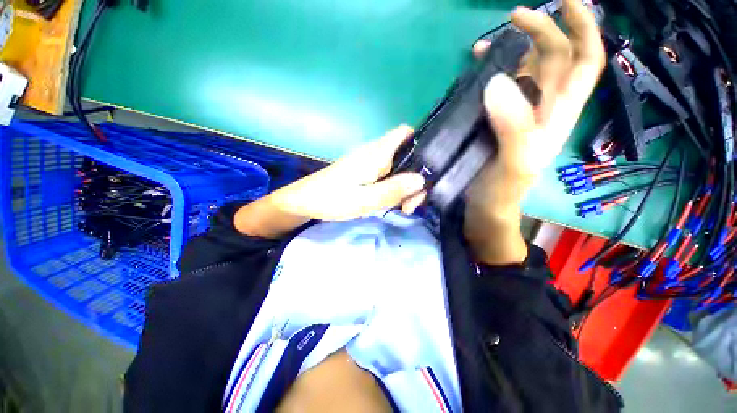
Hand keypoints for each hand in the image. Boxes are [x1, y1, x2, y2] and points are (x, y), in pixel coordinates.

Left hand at [235, 126, 425, 236]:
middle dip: (416, 178)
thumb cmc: (331, 199)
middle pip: (408, 156)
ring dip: (406, 187)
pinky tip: (392, 204)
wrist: (305, 201)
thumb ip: (392, 190)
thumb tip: (421, 180)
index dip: (422, 142)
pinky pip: (389, 176)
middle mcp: (375, 154)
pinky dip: (395, 189)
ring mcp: (370, 164)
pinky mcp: (366, 173)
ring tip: (402, 208)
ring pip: (399, 168)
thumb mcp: (363, 200)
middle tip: (411, 204)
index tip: (429, 167)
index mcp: (376, 153)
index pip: (405, 133)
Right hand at [465, 0, 605, 263]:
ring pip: (525, 72)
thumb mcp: (513, 164)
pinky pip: (500, 90)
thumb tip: (498, 81)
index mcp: (555, 117)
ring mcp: (517, 116)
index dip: (582, 30)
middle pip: (554, 60)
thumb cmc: (501, 194)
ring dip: (512, 51)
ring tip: (487, 45)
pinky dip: (490, 75)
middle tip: (513, 17)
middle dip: (541, 31)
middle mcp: (542, 110)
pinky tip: (476, 72)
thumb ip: (512, 127)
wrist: (485, 210)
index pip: (584, 64)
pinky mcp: (495, 124)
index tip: (566, 2)